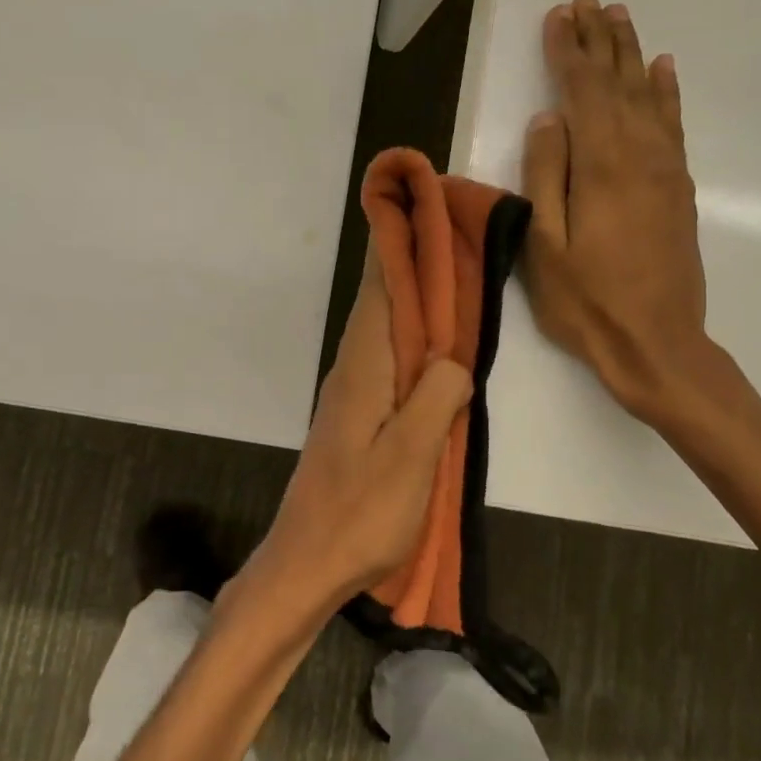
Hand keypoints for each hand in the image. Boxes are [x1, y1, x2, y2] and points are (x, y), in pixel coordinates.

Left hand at [246, 254, 471, 611]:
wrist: (307, 562)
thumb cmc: (360, 513)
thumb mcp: (410, 459)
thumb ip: (435, 399)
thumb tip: (453, 360)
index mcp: (363, 368)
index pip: (379, 288)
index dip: (395, 243)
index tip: (412, 198)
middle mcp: (353, 369)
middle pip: (381, 300)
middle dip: (409, 259)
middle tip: (446, 223)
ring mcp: (352, 393)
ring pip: (385, 328)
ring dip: (412, 296)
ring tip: (448, 267)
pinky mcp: (357, 416)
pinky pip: (388, 359)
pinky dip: (411, 336)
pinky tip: (433, 344)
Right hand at [520, 0, 719, 429]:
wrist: (657, 344)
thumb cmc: (588, 302)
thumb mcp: (545, 246)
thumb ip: (546, 178)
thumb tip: (547, 121)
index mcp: (602, 168)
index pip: (582, 93)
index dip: (568, 53)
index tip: (557, 18)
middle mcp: (640, 156)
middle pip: (618, 84)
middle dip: (601, 41)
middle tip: (588, 2)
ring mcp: (666, 171)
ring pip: (648, 96)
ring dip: (632, 55)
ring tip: (619, 18)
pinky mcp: (678, 189)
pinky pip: (673, 125)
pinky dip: (666, 92)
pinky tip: (663, 70)